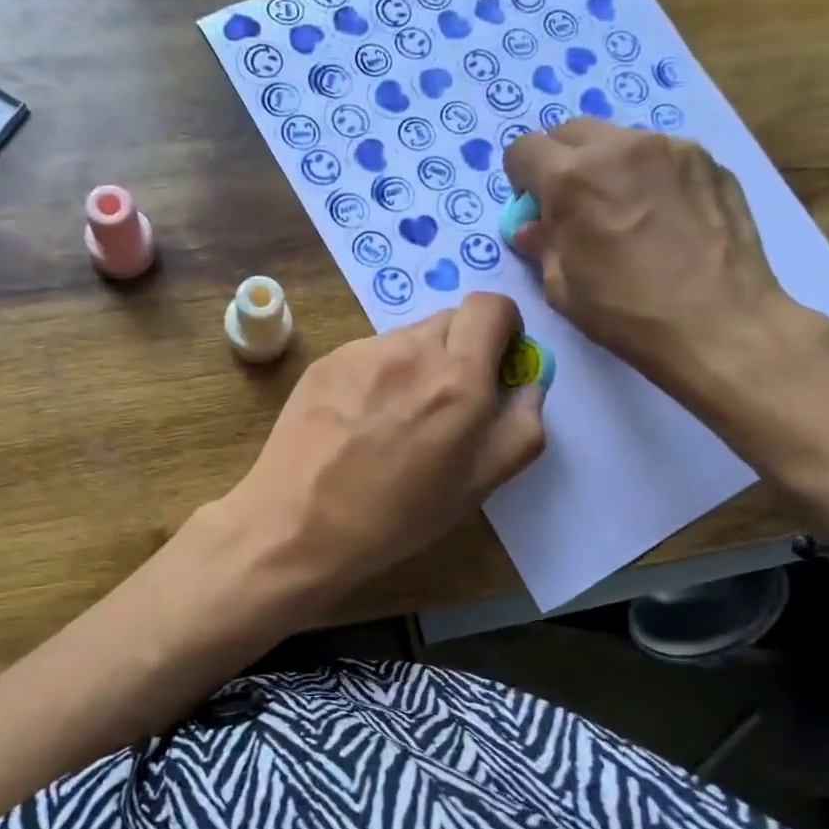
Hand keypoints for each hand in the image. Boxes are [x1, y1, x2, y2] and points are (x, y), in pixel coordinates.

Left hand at [221, 292, 545, 601]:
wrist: (298, 523)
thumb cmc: (397, 515)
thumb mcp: (478, 485)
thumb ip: (520, 427)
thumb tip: (530, 384)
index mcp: (458, 377)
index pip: (492, 305)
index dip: (503, 326)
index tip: (497, 360)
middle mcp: (411, 349)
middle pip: (450, 319)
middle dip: (462, 349)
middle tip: (447, 401)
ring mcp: (362, 351)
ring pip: (407, 337)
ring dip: (417, 363)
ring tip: (395, 419)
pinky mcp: (326, 360)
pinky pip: (368, 353)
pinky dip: (378, 374)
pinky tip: (358, 420)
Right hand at [503, 119, 828, 460]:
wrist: (721, 325)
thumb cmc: (628, 314)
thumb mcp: (564, 289)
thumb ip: (543, 245)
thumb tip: (533, 228)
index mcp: (572, 179)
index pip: (523, 149)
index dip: (521, 179)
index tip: (534, 206)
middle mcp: (619, 147)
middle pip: (570, 131)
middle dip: (561, 163)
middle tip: (574, 206)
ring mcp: (670, 147)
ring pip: (618, 140)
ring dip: (607, 166)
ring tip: (625, 213)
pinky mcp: (708, 159)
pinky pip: (661, 155)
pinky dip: (649, 176)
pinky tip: (664, 219)